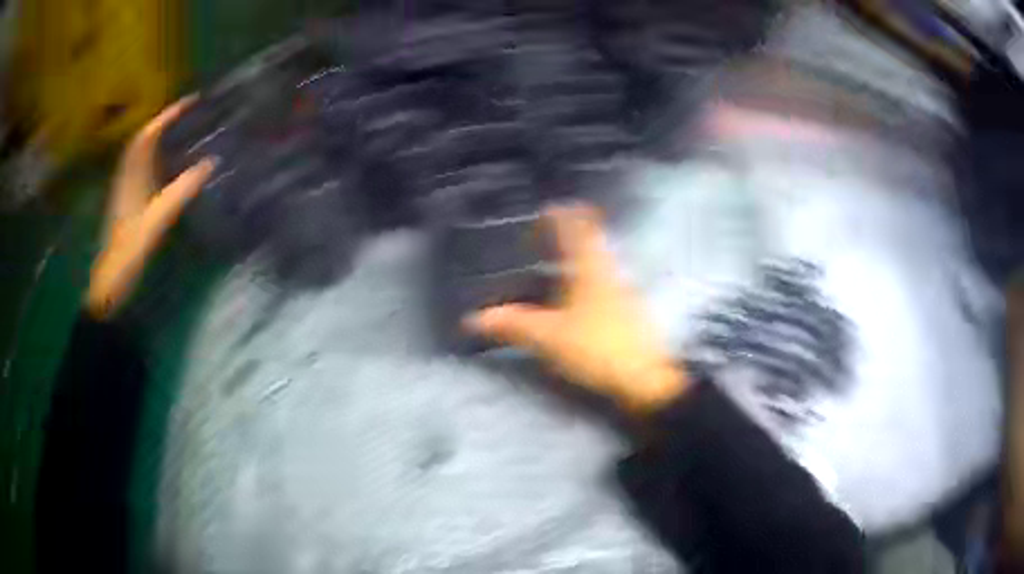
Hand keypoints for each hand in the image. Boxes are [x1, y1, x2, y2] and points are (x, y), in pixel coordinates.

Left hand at [86, 96, 215, 319]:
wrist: (110, 280)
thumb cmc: (130, 248)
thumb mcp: (158, 219)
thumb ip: (183, 190)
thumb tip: (212, 162)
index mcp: (133, 173)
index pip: (149, 133)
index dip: (169, 113)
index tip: (191, 100)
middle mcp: (127, 174)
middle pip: (143, 138)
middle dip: (163, 120)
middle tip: (186, 112)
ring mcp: (125, 187)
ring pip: (140, 151)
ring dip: (157, 136)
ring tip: (178, 129)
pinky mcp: (127, 200)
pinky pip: (141, 167)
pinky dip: (153, 156)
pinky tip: (164, 163)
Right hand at [465, 204, 688, 412]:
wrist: (647, 379)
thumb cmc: (598, 347)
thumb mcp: (549, 336)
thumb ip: (513, 324)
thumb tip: (474, 318)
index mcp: (590, 267)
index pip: (576, 228)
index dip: (562, 215)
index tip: (548, 208)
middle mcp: (610, 271)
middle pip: (592, 240)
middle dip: (573, 232)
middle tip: (550, 233)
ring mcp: (624, 291)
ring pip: (600, 262)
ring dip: (582, 256)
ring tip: (559, 262)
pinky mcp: (631, 311)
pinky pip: (605, 283)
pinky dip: (589, 279)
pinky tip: (579, 297)